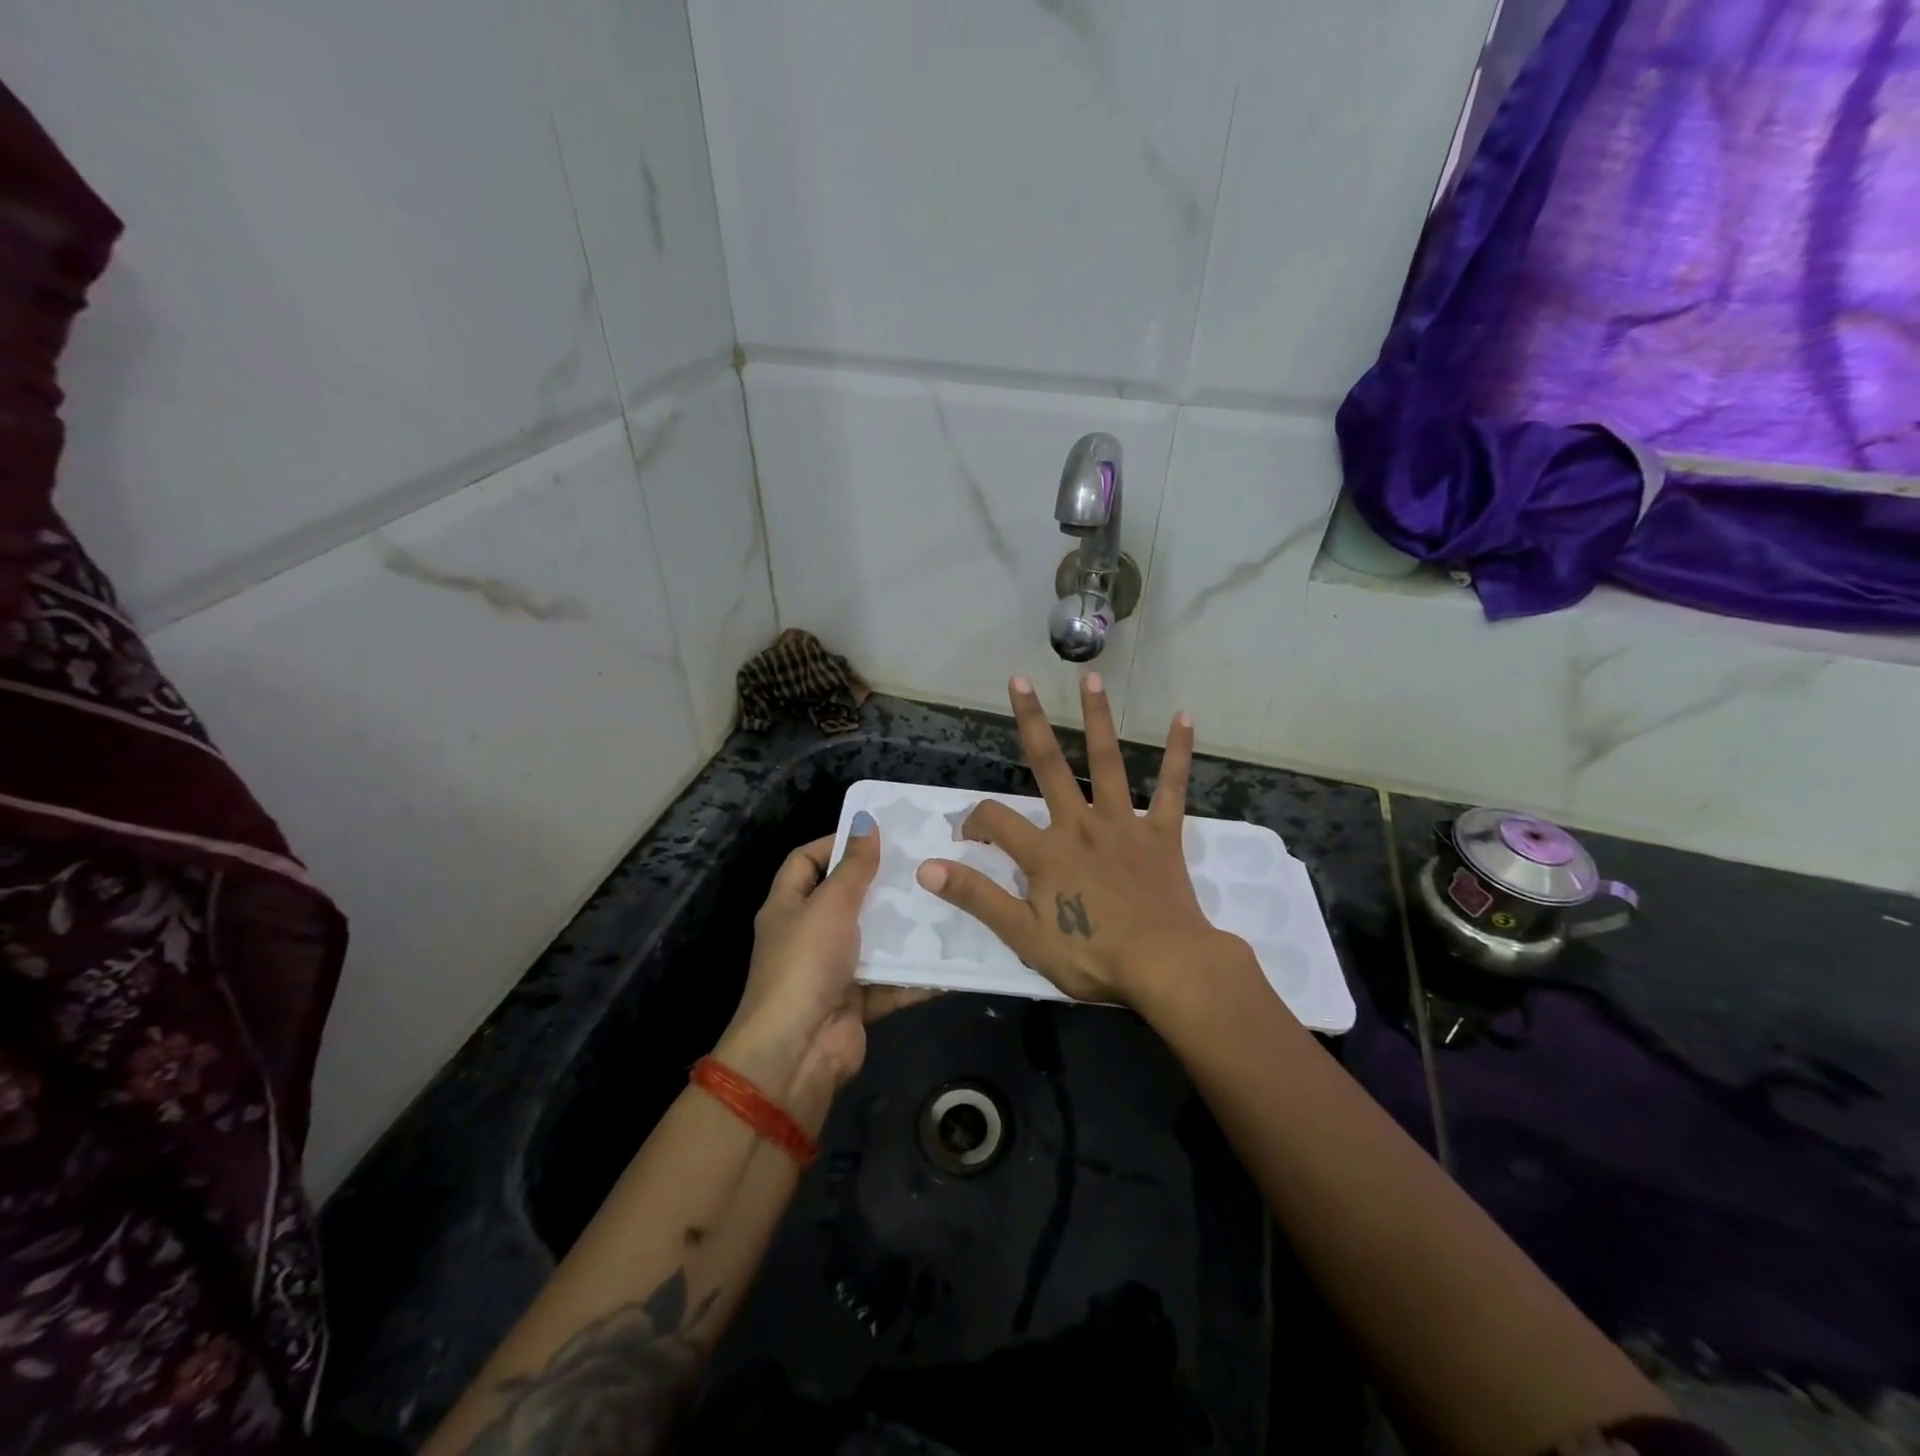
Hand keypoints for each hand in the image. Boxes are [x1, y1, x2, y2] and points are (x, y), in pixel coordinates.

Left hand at [716, 822, 932, 1116]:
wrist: (797, 1051)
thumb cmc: (806, 964)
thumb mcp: (830, 905)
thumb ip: (853, 866)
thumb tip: (866, 822)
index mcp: (788, 906)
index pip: (806, 861)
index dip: (835, 843)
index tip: (877, 834)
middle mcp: (808, 935)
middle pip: (846, 899)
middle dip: (881, 884)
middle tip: (923, 864)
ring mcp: (833, 970)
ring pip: (874, 940)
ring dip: (904, 928)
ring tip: (945, 902)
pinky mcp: (858, 1000)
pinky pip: (892, 981)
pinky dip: (917, 974)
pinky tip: (952, 957)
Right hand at [915, 673, 1243, 1005]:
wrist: (1165, 967)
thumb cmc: (1092, 956)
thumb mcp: (1023, 935)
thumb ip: (976, 897)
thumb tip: (926, 867)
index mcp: (1046, 851)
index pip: (995, 820)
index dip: (973, 822)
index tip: (966, 836)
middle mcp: (1081, 824)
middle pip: (1049, 766)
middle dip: (1031, 722)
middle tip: (1019, 681)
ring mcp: (1124, 824)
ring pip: (1107, 763)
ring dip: (1097, 719)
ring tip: (1090, 679)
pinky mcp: (1162, 833)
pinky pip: (1171, 787)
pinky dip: (1177, 753)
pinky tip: (1184, 717)